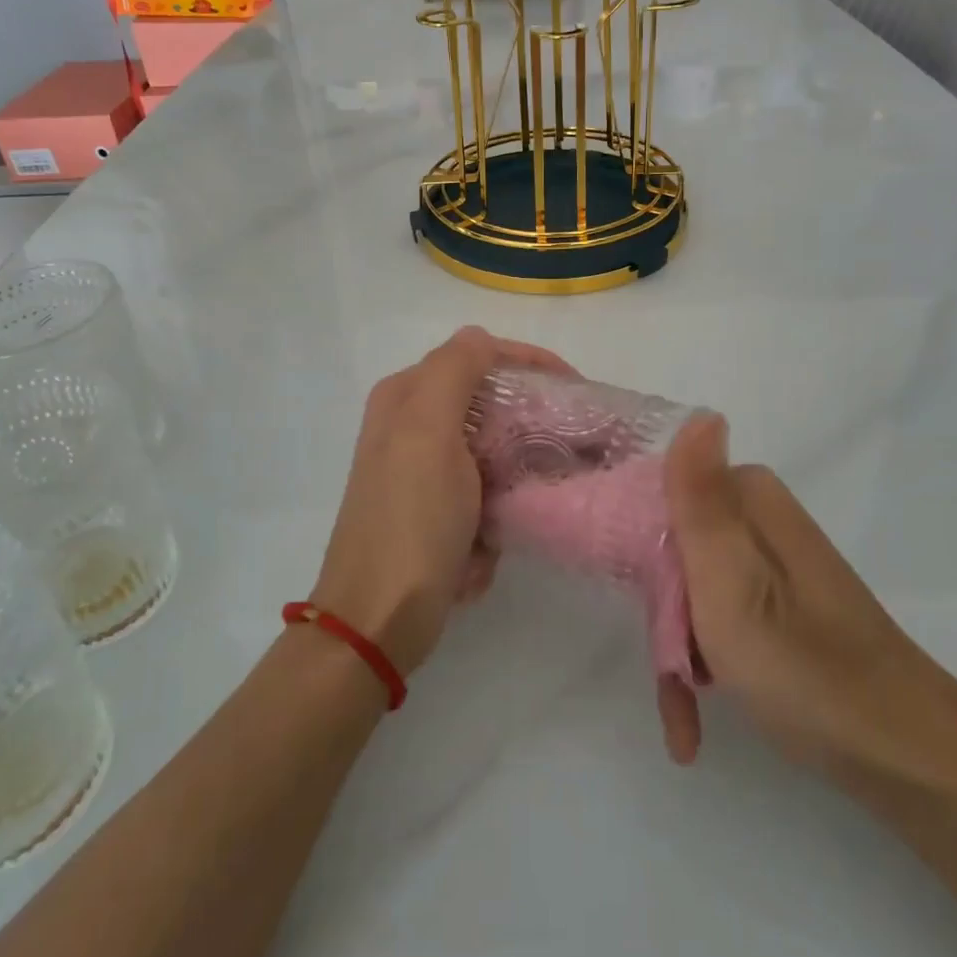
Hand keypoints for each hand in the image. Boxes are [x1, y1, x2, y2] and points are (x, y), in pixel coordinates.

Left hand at [309, 326, 572, 679]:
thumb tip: (478, 337)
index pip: (477, 356)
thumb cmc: (410, 519)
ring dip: (515, 481)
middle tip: (574, 445)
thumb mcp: (428, 431)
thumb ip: (453, 371)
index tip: (577, 388)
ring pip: (493, 454)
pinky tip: (487, 546)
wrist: (379, 619)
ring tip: (534, 504)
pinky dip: (494, 518)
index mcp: (406, 397)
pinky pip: (484, 498)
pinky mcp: (437, 514)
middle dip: (530, 427)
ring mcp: (424, 474)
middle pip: (489, 405)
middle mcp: (411, 427)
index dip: (529, 363)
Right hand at [655, 414, 927, 766]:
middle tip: (668, 667)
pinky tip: (694, 723)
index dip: (633, 544)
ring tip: (683, 712)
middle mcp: (758, 519)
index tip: (629, 596)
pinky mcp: (777, 602)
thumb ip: (701, 501)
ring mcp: (768, 563)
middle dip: (659, 610)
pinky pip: (718, 617)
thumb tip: (701, 412)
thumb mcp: (731, 583)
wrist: (902, 754)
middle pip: (670, 543)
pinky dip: (702, 663)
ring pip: (688, 587)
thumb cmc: (802, 667)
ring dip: (676, 648)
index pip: (658, 492)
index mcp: (748, 499)